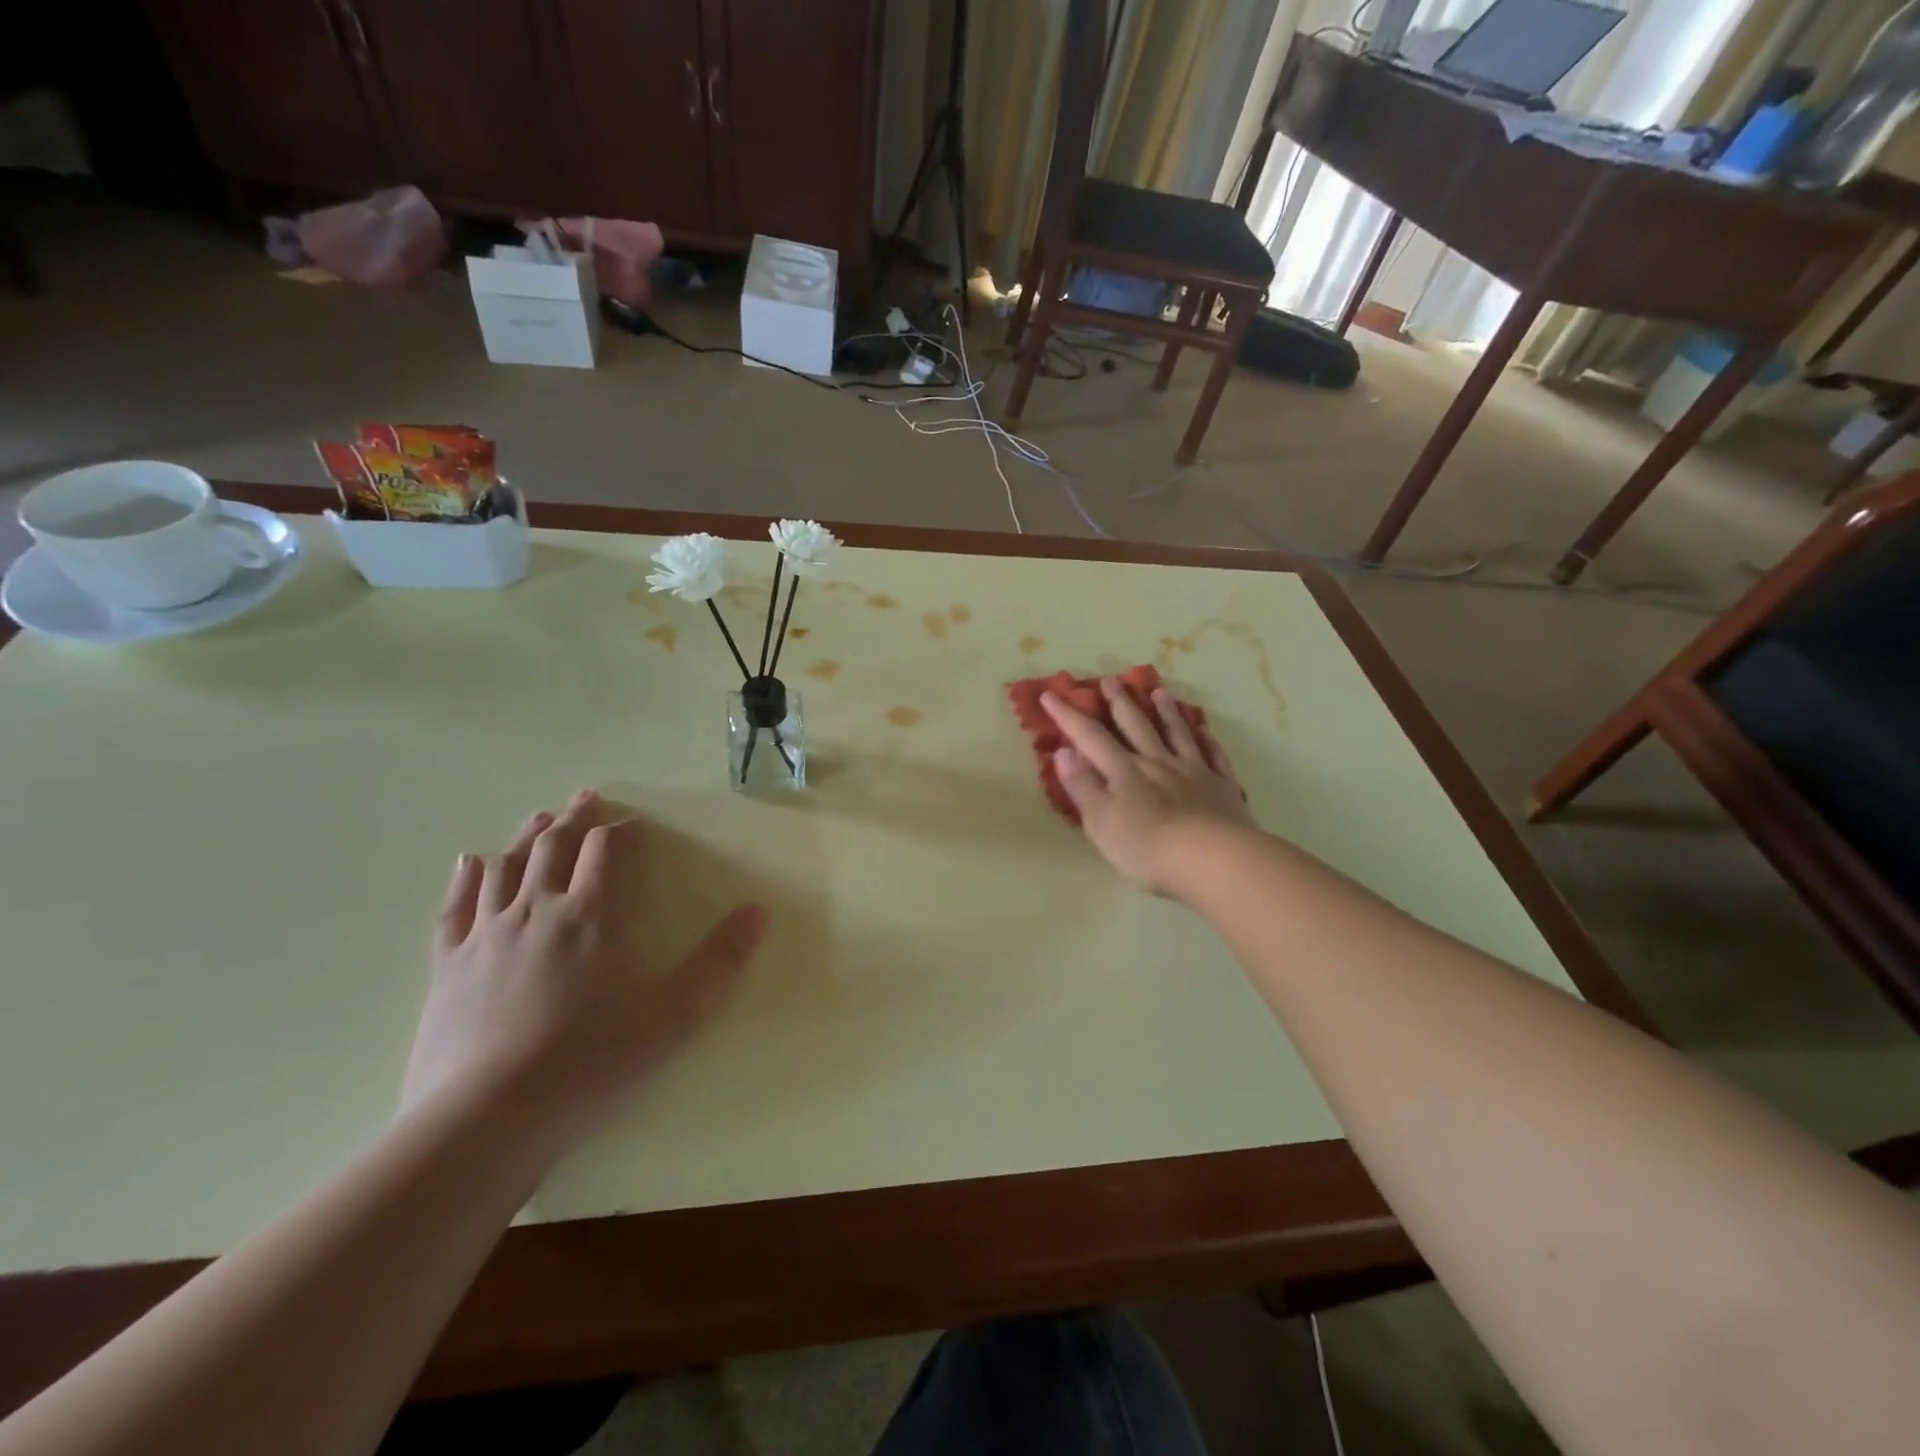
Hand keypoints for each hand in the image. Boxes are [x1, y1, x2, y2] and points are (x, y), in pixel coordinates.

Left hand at [401, 791, 769, 1150]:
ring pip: (506, 866)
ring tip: (540, 819)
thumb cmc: (592, 1061)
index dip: (623, 830)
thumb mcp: (675, 1015)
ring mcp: (487, 934)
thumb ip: (720, 960)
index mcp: (592, 914)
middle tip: (586, 798)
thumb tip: (759, 911)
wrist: (487, 1118)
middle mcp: (537, 909)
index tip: (635, 824)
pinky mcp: (449, 964)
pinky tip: (470, 863)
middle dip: (575, 819)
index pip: (607, 850)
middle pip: (555, 846)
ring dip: (526, 837)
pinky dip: (466, 878)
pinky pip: (456, 906)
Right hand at [1042, 680, 1255, 897]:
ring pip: (1177, 734)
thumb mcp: (1101, 822)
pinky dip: (1208, 740)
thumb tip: (1064, 751)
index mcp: (1124, 772)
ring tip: (1158, 691)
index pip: (1090, 737)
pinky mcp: (1221, 786)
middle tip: (1110, 679)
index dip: (1068, 716)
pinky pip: (1214, 756)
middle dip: (1119, 702)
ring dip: (1165, 711)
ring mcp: (1193, 771)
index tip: (1051, 694)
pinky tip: (1206, 730)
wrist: (1213, 859)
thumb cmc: (1148, 847)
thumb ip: (1082, 786)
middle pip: (1136, 726)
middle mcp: (1157, 763)